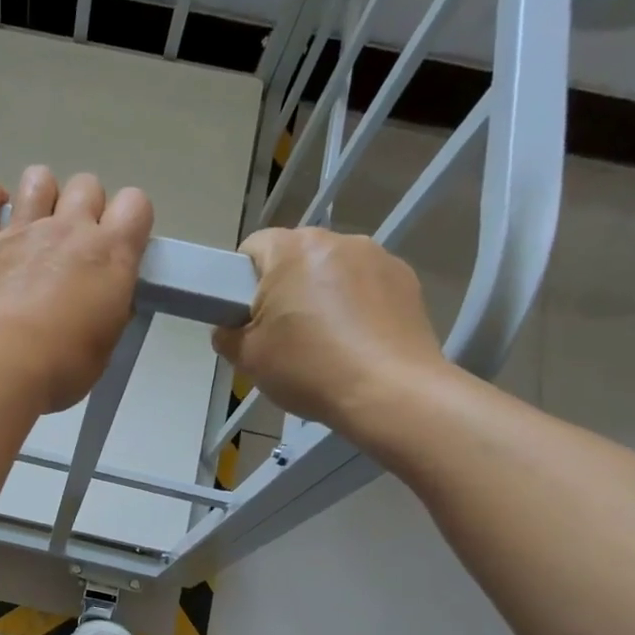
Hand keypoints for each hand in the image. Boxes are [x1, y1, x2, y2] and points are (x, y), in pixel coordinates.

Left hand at [0, 166, 152, 412]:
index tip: (120, 247)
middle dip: (85, 207)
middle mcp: (69, 229)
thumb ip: (106, 314)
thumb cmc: (60, 366)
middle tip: (74, 245)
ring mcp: (23, 229)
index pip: (136, 204)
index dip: (130, 220)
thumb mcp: (103, 347)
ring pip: (38, 178)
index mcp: (110, 255)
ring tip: (35, 223)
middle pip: (87, 185)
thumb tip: (104, 305)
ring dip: (41, 194)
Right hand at [211, 228, 450, 449]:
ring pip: (333, 270)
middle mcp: (338, 240)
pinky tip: (356, 342)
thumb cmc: (310, 368)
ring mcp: (378, 257)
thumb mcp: (247, 358)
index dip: (242, 281)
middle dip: (285, 286)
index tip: (247, 315)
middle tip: (282, 332)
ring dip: (323, 293)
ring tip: (325, 340)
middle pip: (296, 256)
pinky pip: (366, 284)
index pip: (253, 247)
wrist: (390, 393)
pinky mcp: (407, 279)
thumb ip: (227, 334)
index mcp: (293, 249)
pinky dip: (356, 305)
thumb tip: (231, 328)